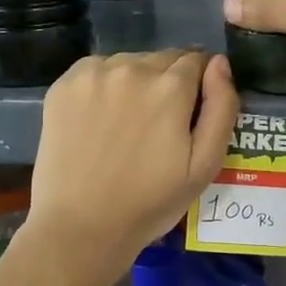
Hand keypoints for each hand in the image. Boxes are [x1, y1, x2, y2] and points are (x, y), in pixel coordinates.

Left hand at [25, 49, 240, 271]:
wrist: (81, 227)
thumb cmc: (151, 203)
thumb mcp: (205, 165)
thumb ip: (221, 107)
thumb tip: (220, 63)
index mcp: (170, 87)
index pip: (198, 60)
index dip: (202, 83)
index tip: (194, 111)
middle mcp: (132, 68)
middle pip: (164, 58)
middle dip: (171, 82)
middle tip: (162, 123)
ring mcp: (93, 74)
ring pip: (130, 62)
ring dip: (138, 81)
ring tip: (130, 123)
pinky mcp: (63, 85)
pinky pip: (97, 70)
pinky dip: (105, 85)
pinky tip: (102, 118)